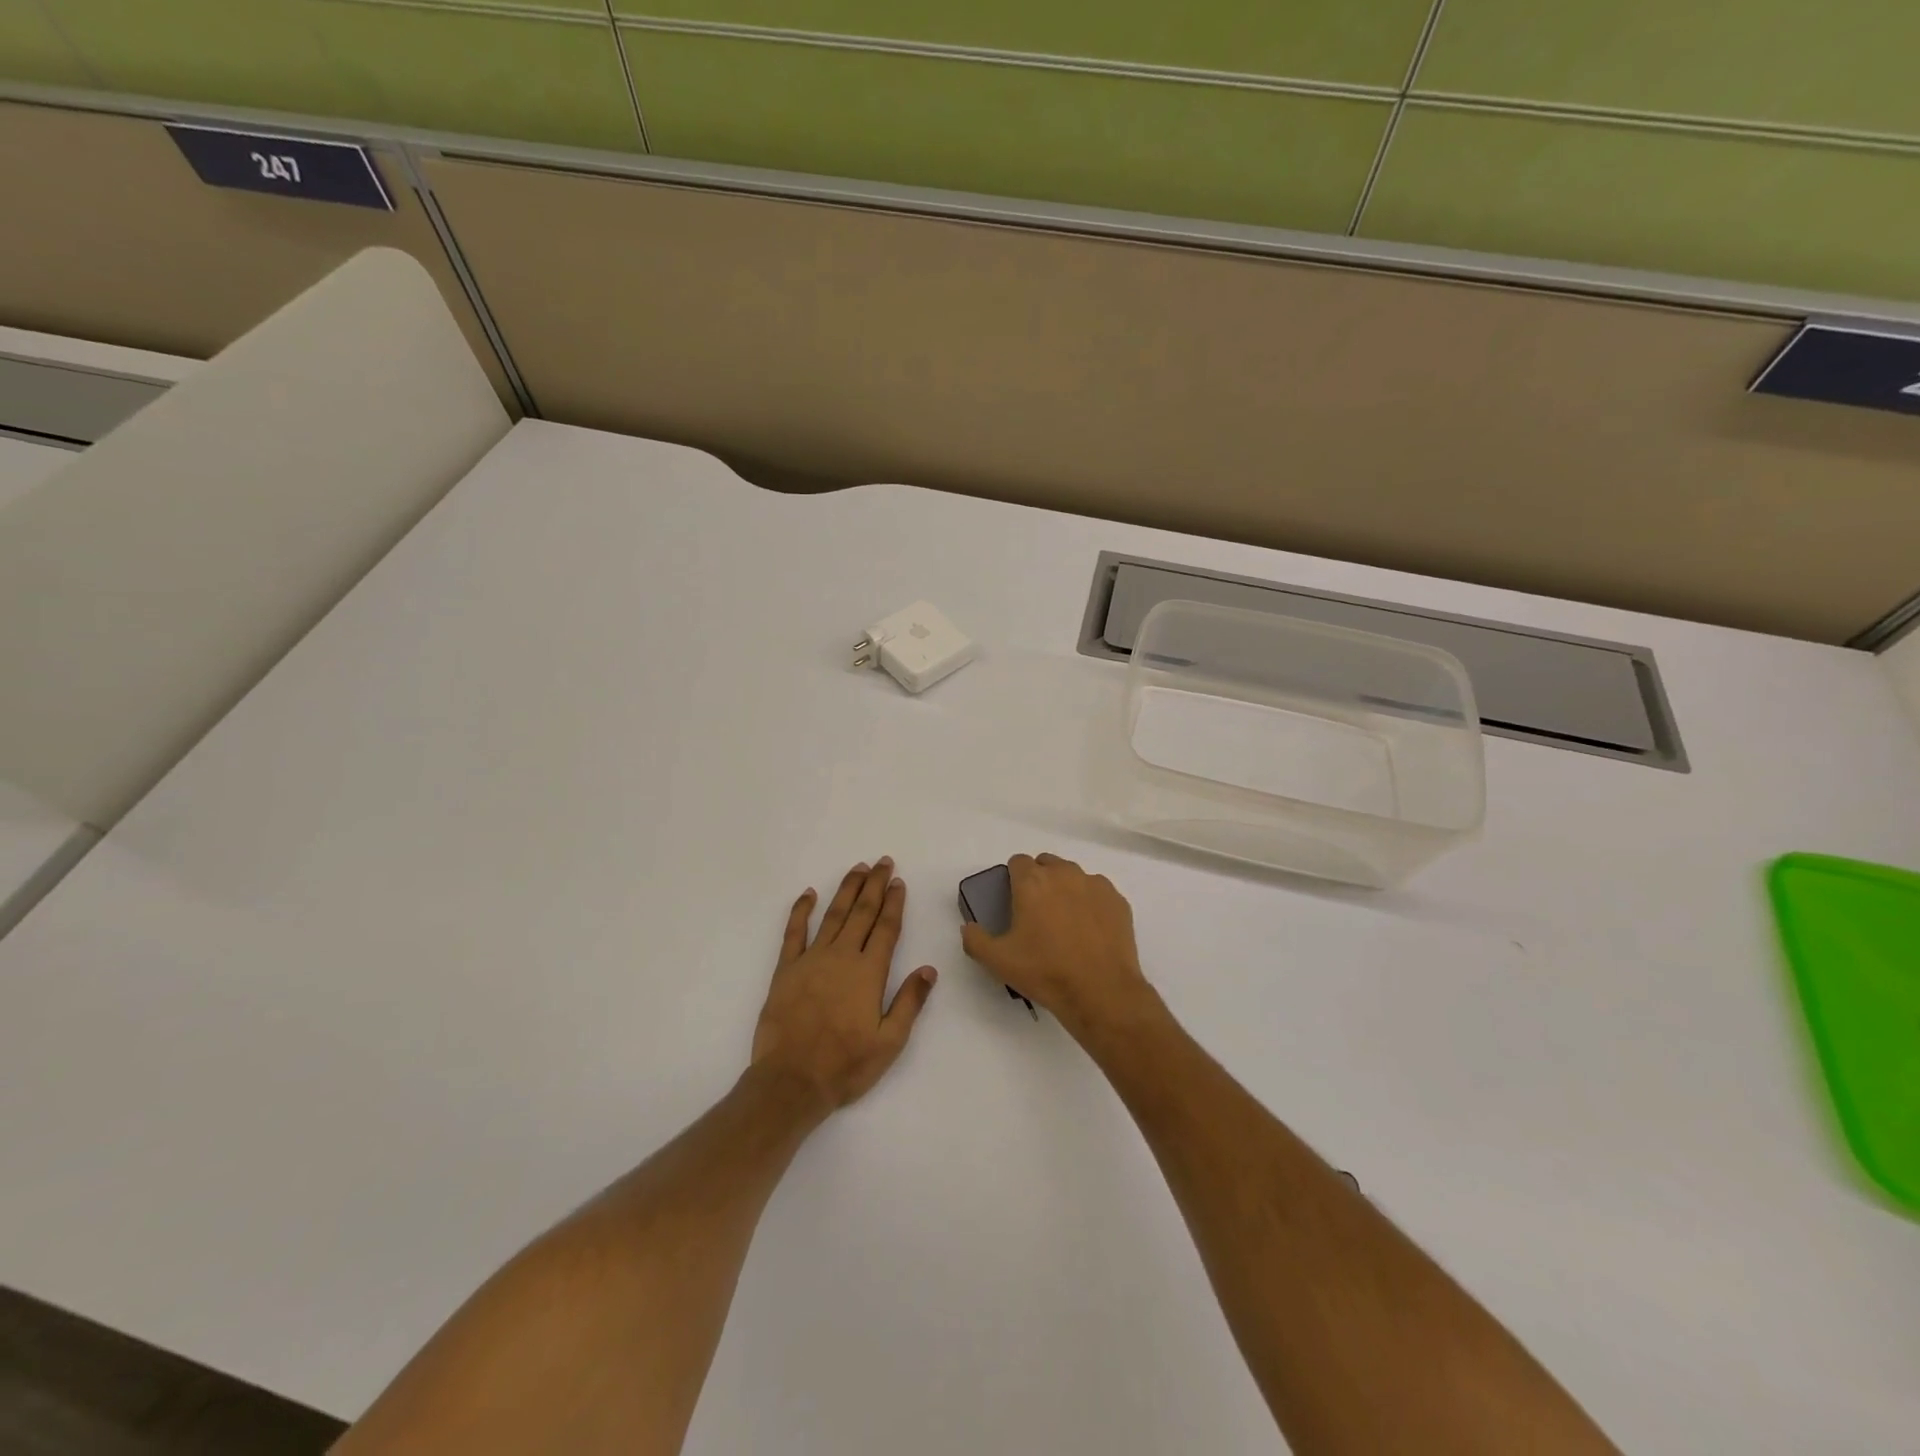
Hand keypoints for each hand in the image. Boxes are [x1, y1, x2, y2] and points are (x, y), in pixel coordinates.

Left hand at [751, 858, 937, 1113]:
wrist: (791, 1081)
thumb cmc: (845, 1065)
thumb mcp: (890, 1041)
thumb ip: (910, 1002)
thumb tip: (929, 969)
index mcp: (869, 972)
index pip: (886, 928)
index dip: (894, 902)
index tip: (899, 881)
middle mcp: (842, 956)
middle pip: (862, 912)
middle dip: (874, 885)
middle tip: (883, 862)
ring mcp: (811, 959)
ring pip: (833, 915)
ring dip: (847, 890)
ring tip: (858, 868)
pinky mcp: (786, 969)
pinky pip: (794, 932)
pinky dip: (801, 910)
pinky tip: (808, 894)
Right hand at [960, 853, 1155, 1039]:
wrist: (1101, 992)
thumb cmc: (1045, 972)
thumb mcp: (998, 961)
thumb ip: (975, 939)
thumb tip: (968, 927)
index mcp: (1032, 882)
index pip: (1018, 861)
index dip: (1013, 878)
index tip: (1014, 900)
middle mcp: (1064, 874)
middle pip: (1046, 863)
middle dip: (1039, 879)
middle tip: (1037, 912)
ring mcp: (1094, 884)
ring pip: (1074, 875)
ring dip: (1066, 889)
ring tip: (1065, 922)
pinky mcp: (1117, 900)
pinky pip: (1098, 892)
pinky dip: (1091, 903)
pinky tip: (1090, 930)